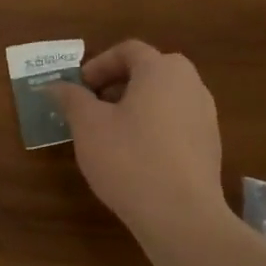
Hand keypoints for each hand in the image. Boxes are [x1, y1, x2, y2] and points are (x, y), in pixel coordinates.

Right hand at [49, 40, 234, 241]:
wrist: (180, 214)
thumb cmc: (128, 159)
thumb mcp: (88, 126)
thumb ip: (71, 98)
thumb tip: (55, 86)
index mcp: (162, 70)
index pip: (129, 50)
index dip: (99, 64)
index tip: (79, 87)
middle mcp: (190, 84)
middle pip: (151, 71)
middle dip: (118, 84)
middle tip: (93, 107)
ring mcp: (205, 116)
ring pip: (165, 97)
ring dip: (136, 106)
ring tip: (111, 133)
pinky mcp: (210, 145)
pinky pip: (176, 122)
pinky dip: (154, 127)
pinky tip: (135, 156)